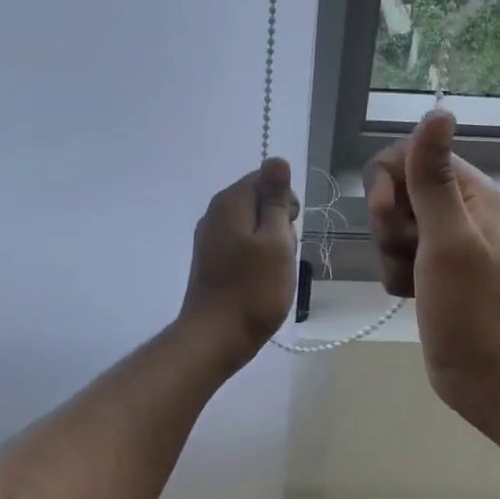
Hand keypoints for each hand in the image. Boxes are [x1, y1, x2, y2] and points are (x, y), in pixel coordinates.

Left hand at [178, 158, 300, 368]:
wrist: (215, 338)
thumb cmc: (253, 289)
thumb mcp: (276, 241)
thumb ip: (277, 200)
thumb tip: (277, 160)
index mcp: (230, 202)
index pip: (266, 178)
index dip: (285, 202)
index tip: (288, 230)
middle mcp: (215, 213)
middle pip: (260, 201)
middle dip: (279, 224)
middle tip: (281, 255)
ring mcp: (210, 238)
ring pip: (255, 226)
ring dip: (271, 245)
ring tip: (271, 272)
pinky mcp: (211, 260)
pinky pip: (243, 246)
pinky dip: (257, 259)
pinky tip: (260, 281)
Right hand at [366, 111, 499, 431]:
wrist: (477, 371)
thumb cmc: (467, 305)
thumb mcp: (447, 237)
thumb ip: (434, 176)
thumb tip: (438, 111)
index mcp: (469, 189)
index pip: (407, 154)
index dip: (387, 182)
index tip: (387, 214)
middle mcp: (456, 206)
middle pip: (393, 190)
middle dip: (389, 224)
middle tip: (409, 252)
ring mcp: (441, 237)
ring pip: (388, 224)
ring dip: (391, 254)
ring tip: (415, 279)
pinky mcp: (428, 264)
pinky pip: (391, 253)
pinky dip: (395, 273)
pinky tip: (413, 294)